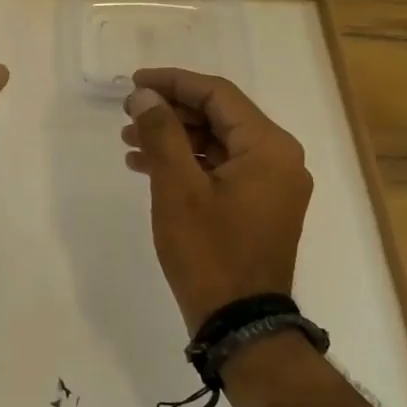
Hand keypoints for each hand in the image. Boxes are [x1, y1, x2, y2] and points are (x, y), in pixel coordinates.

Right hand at [121, 68, 311, 331]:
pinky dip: (187, 163)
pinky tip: (149, 167)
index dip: (172, 82)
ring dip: (175, 137)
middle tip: (127, 113)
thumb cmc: (209, 251)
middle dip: (170, 111)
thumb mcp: (177, 188)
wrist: (240, 323)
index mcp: (268, 147)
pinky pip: (222, 169)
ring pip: (217, 143)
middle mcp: (279, 159)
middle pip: (220, 116)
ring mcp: (272, 185)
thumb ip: (161, 133)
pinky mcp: (260, 206)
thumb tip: (144, 95)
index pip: (217, 95)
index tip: (133, 83)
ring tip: (129, 141)